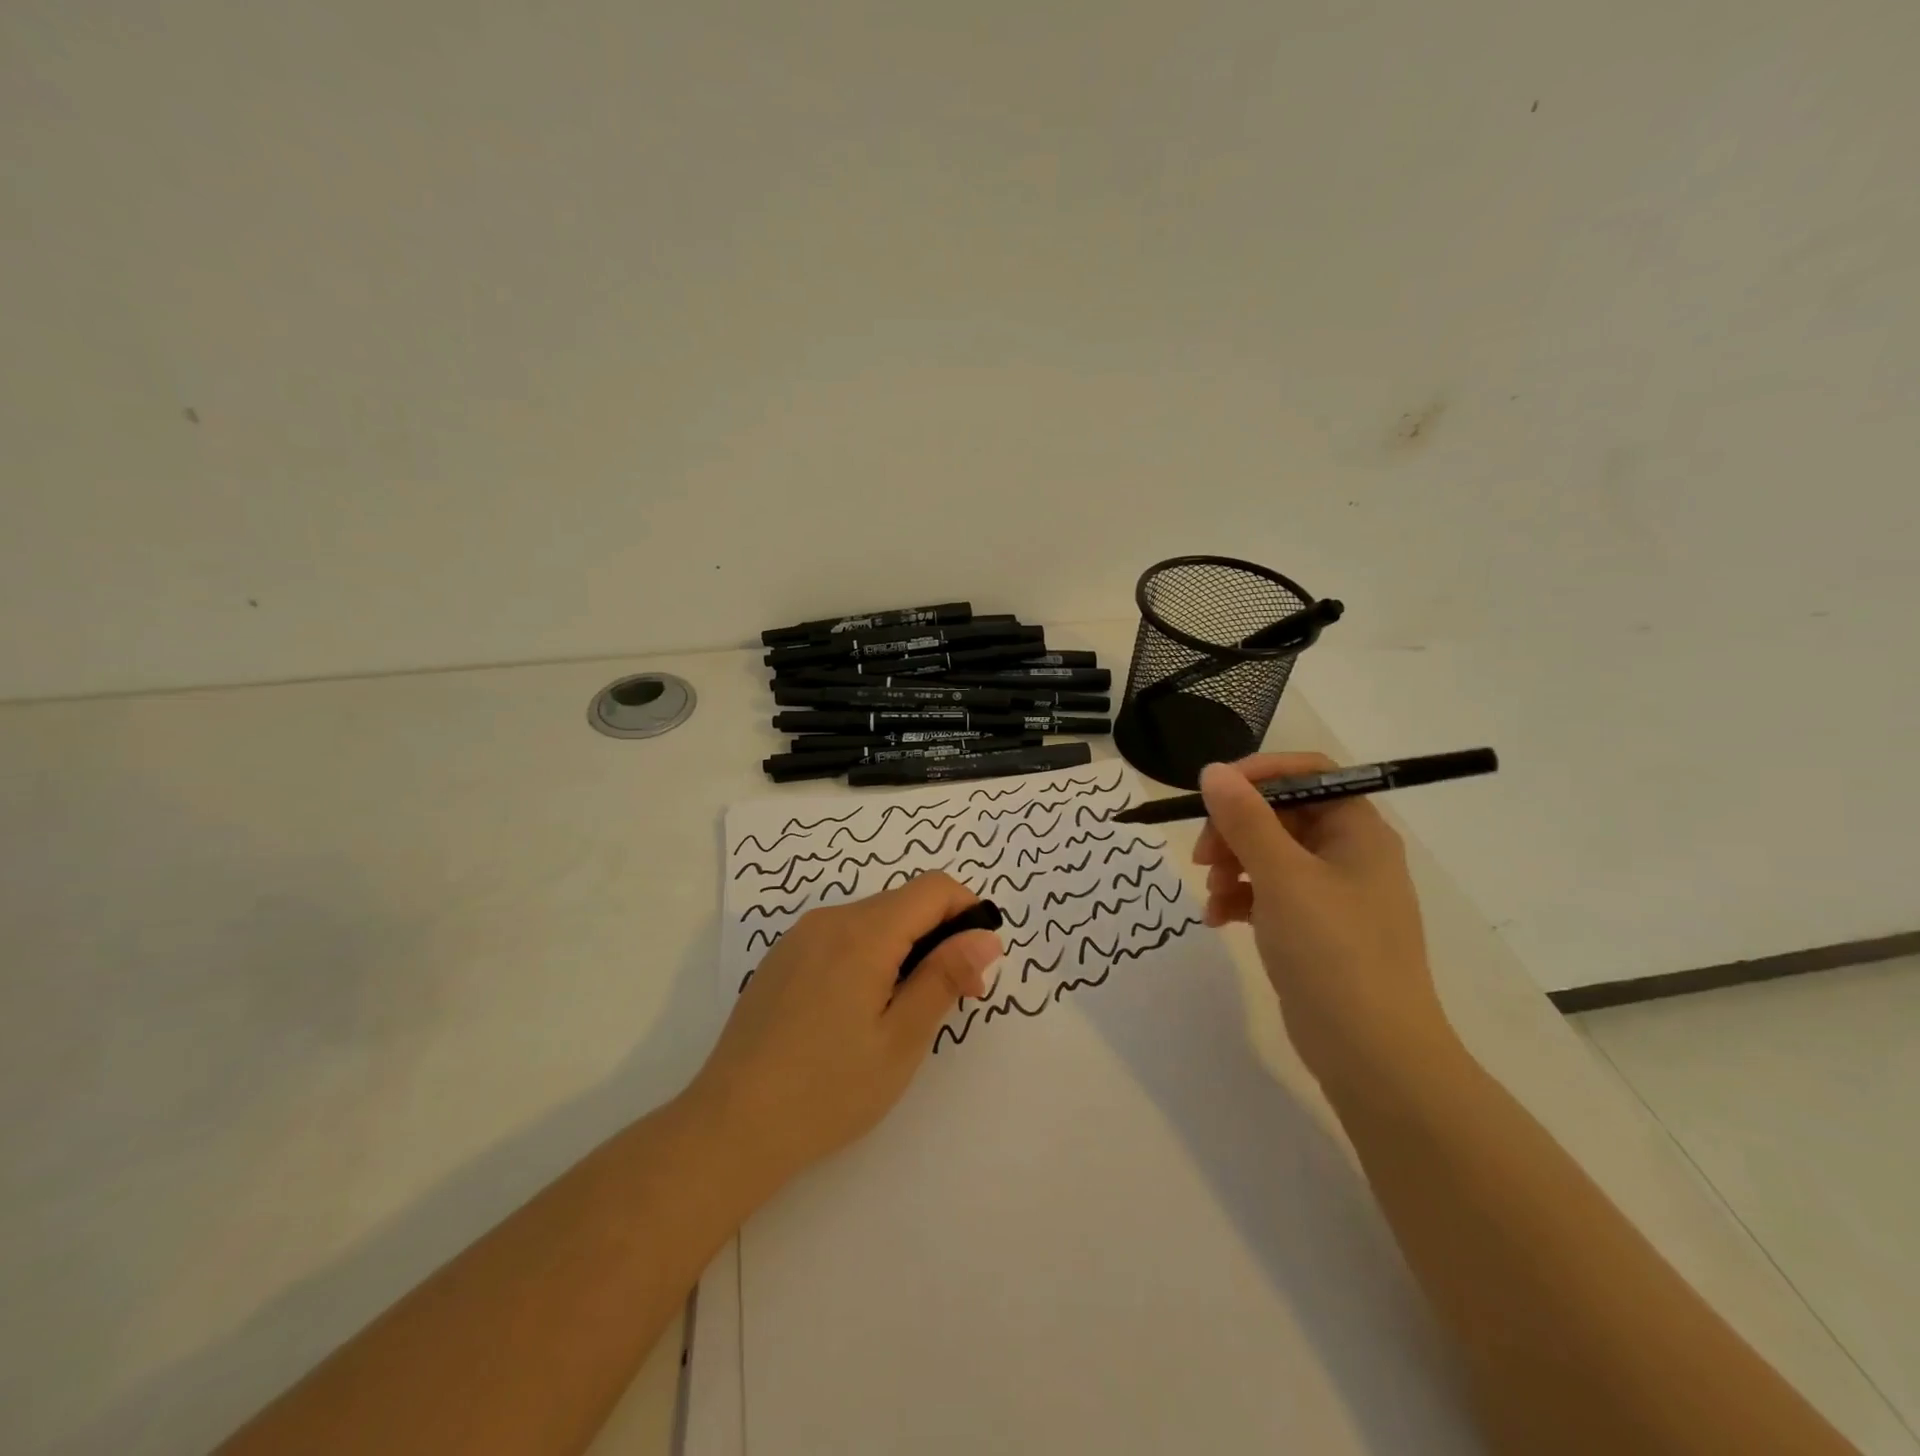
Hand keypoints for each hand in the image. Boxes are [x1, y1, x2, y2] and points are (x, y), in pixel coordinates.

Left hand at [684, 872, 1001, 1189]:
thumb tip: (986, 935)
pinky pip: (840, 938)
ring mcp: (799, 937)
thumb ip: (945, 977)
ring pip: (872, 921)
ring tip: (900, 1015)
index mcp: (862, 932)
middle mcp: (829, 920)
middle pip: (903, 903)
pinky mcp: (781, 958)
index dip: (967, 914)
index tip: (974, 968)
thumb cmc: (827, 1090)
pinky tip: (855, 1014)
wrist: (730, 1126)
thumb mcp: (901, 1039)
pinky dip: (868, 957)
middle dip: (939, 938)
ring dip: (903, 950)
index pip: (934, 888)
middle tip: (947, 1003)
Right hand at [1193, 754, 1454, 1087]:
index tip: (1213, 793)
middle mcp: (1348, 853)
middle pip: (1280, 813)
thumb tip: (1213, 770)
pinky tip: (1218, 919)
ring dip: (1231, 865)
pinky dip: (1240, 898)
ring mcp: (1331, 894)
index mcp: (1357, 830)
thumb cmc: (1333, 951)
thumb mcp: (1282, 876)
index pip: (1308, 774)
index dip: (1258, 774)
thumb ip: (1244, 819)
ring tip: (1212, 895)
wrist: (1372, 1054)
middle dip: (1234, 829)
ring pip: (1268, 854)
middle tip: (1202, 855)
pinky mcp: (1313, 928)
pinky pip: (1268, 893)